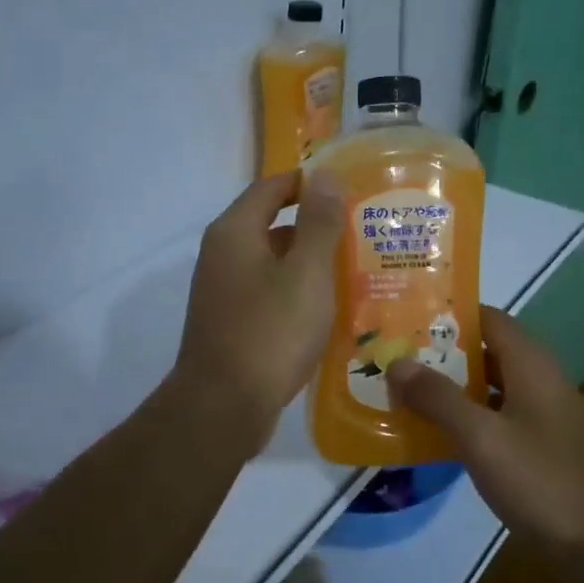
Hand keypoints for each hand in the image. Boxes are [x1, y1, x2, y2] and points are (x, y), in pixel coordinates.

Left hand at [171, 171, 340, 449]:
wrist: (223, 407)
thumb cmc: (270, 332)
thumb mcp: (306, 274)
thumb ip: (318, 223)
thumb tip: (325, 175)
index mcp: (235, 232)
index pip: (271, 187)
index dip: (308, 183)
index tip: (349, 188)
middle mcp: (222, 254)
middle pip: (271, 224)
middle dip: (315, 225)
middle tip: (361, 230)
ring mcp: (223, 291)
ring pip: (272, 262)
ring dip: (308, 262)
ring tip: (355, 268)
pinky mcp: (231, 322)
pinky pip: (268, 293)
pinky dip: (296, 292)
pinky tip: (328, 309)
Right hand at [385, 307, 583, 555]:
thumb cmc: (545, 481)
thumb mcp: (483, 438)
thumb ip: (439, 398)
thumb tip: (397, 363)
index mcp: (531, 365)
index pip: (488, 318)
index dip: (448, 314)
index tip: (406, 317)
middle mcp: (541, 382)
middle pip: (488, 353)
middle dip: (443, 353)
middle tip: (394, 358)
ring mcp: (547, 418)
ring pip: (493, 389)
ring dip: (454, 389)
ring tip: (405, 393)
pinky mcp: (546, 451)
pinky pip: (500, 421)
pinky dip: (470, 421)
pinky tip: (440, 437)